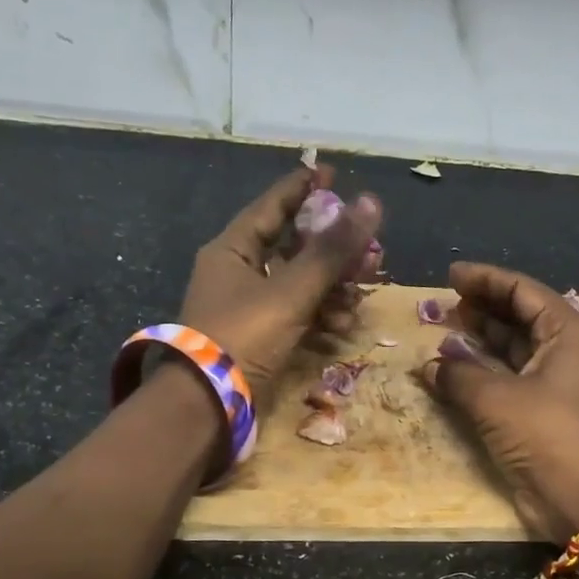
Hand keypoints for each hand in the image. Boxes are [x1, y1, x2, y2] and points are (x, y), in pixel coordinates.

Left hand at [177, 166, 383, 407]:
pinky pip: (295, 315)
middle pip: (292, 247)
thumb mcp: (290, 291)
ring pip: (298, 284)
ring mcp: (248, 307)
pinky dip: (319, 317)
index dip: (303, 188)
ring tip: (361, 294)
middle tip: (368, 248)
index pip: (272, 207)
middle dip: (332, 249)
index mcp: (232, 250)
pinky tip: (342, 326)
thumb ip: (331, 251)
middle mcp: (238, 273)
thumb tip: (371, 203)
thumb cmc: (242, 336)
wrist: (207, 405)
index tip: (332, 173)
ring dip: (332, 288)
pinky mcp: (259, 338)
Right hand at [420, 261, 578, 540]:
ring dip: (479, 341)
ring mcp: (557, 383)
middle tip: (441, 306)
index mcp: (569, 332)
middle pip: (519, 317)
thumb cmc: (548, 435)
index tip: (450, 276)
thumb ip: (458, 375)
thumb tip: (429, 366)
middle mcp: (566, 351)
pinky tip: (452, 370)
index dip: (485, 280)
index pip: (523, 291)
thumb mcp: (497, 399)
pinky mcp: (544, 412)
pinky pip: (510, 379)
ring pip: (513, 349)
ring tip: (442, 331)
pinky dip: (483, 372)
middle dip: (480, 310)